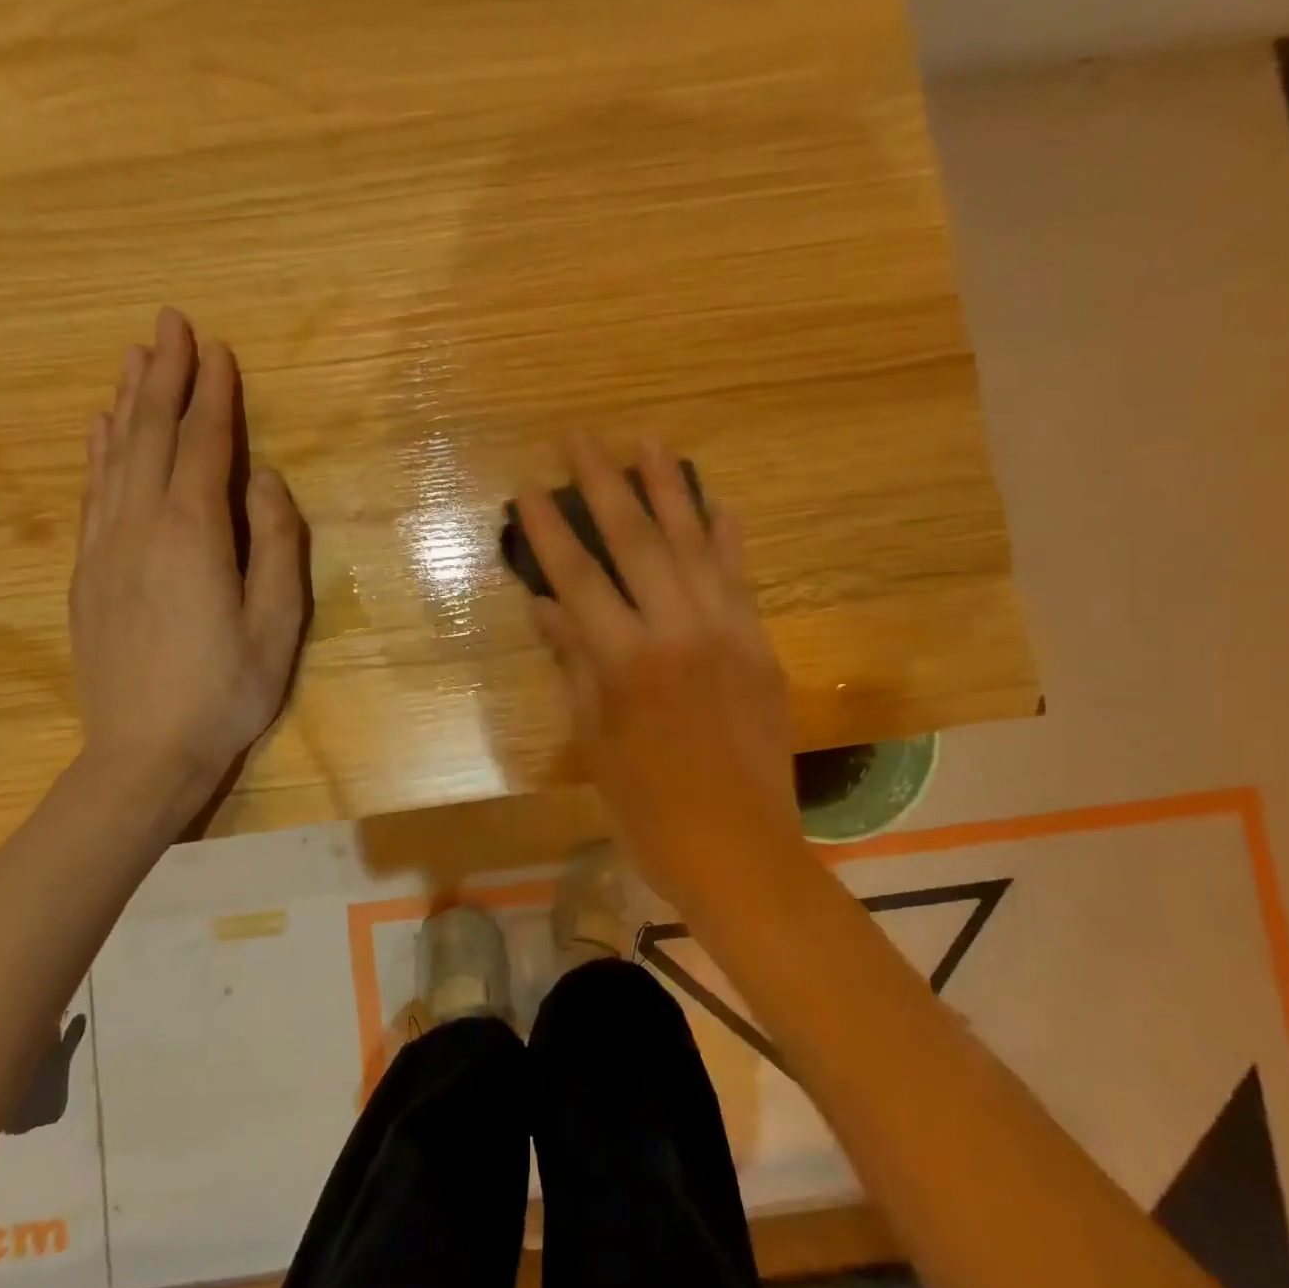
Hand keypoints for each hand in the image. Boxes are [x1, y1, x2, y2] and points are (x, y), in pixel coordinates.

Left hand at [71, 308, 305, 805]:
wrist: (143, 753)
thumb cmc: (228, 690)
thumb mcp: (278, 622)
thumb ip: (275, 542)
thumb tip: (264, 478)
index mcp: (194, 535)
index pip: (205, 446)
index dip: (213, 395)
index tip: (219, 349)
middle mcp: (141, 525)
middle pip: (153, 435)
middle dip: (166, 376)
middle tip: (172, 323)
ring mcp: (106, 547)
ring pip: (115, 456)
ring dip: (129, 402)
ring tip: (136, 357)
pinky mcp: (86, 571)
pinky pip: (92, 492)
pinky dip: (99, 450)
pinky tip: (101, 429)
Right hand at [516, 434, 800, 905]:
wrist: (741, 852)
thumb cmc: (649, 811)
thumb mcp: (596, 743)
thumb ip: (575, 665)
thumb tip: (548, 608)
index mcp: (626, 663)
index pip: (578, 579)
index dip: (550, 531)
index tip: (528, 488)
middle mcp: (677, 633)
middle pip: (636, 543)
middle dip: (605, 483)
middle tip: (581, 436)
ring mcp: (727, 634)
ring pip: (695, 545)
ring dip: (670, 488)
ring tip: (650, 439)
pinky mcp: (760, 647)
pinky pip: (741, 579)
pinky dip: (729, 538)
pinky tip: (719, 503)